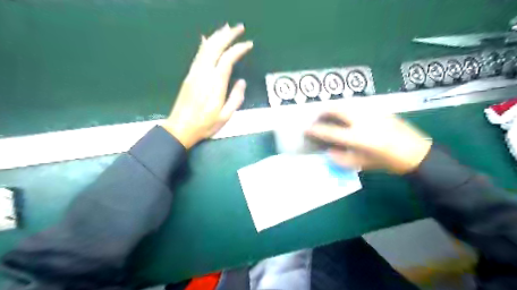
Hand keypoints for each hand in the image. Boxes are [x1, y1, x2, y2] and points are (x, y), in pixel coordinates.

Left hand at [161, 23, 250, 147]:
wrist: (181, 128)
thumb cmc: (205, 125)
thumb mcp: (226, 116)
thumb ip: (235, 98)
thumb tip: (242, 82)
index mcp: (216, 85)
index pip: (227, 59)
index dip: (238, 49)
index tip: (248, 44)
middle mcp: (204, 74)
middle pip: (215, 48)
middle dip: (228, 35)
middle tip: (239, 27)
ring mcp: (195, 73)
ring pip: (205, 48)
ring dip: (216, 36)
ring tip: (226, 28)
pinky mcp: (189, 76)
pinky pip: (198, 55)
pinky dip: (204, 45)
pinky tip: (207, 39)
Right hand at [306, 106, 432, 174]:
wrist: (416, 152)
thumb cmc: (387, 162)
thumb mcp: (361, 164)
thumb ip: (341, 158)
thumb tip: (329, 150)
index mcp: (358, 137)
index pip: (330, 131)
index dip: (316, 130)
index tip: (306, 129)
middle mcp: (362, 120)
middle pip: (337, 109)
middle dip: (323, 110)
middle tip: (317, 115)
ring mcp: (372, 112)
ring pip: (347, 103)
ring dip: (335, 107)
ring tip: (329, 113)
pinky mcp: (379, 108)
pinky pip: (357, 104)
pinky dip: (347, 107)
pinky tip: (347, 114)